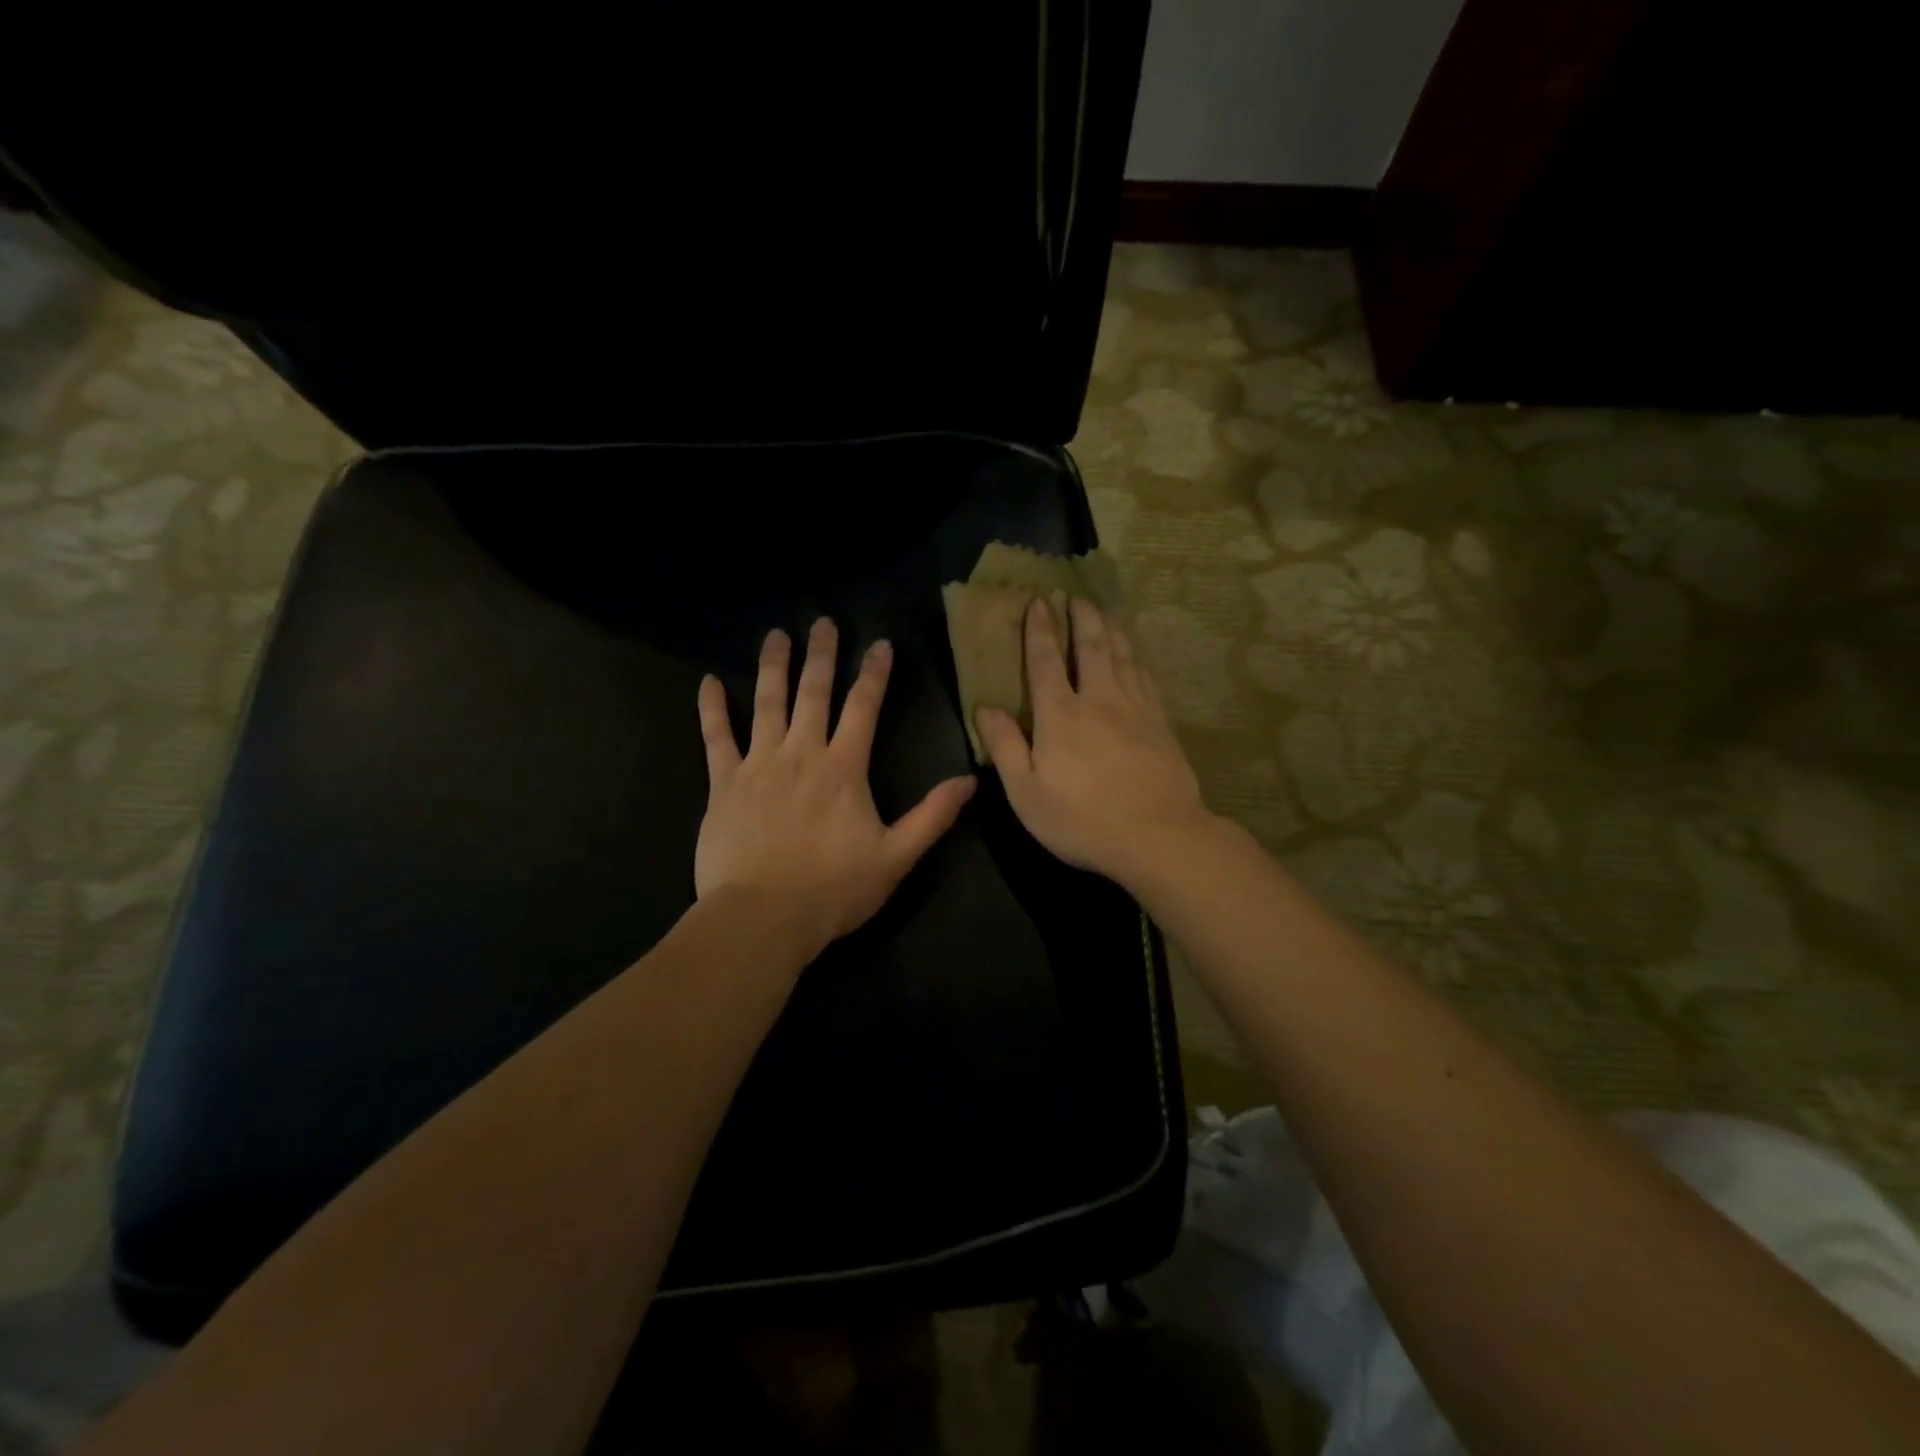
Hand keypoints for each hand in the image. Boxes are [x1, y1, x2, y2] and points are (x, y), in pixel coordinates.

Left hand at [696, 618, 976, 955]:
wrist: (762, 918)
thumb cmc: (832, 890)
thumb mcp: (896, 857)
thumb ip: (932, 816)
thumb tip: (970, 781)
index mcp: (844, 768)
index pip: (864, 708)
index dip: (874, 674)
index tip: (879, 644)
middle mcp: (801, 753)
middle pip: (814, 693)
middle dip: (822, 655)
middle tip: (822, 622)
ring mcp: (758, 765)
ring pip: (767, 703)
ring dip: (773, 666)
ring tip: (776, 635)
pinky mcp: (723, 784)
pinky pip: (715, 738)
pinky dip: (712, 709)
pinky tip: (709, 682)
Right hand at [976, 598, 1212, 886]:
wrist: (1158, 836)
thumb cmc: (1082, 819)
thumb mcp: (1026, 792)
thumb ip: (1005, 747)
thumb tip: (986, 708)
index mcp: (1060, 715)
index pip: (1045, 661)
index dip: (1039, 630)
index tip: (1038, 602)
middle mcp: (1099, 700)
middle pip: (1090, 647)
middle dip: (1080, 617)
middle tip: (1075, 595)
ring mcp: (1135, 708)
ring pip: (1122, 655)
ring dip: (1110, 628)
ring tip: (1103, 610)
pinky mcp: (1161, 722)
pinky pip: (1145, 676)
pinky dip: (1136, 657)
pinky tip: (1135, 655)